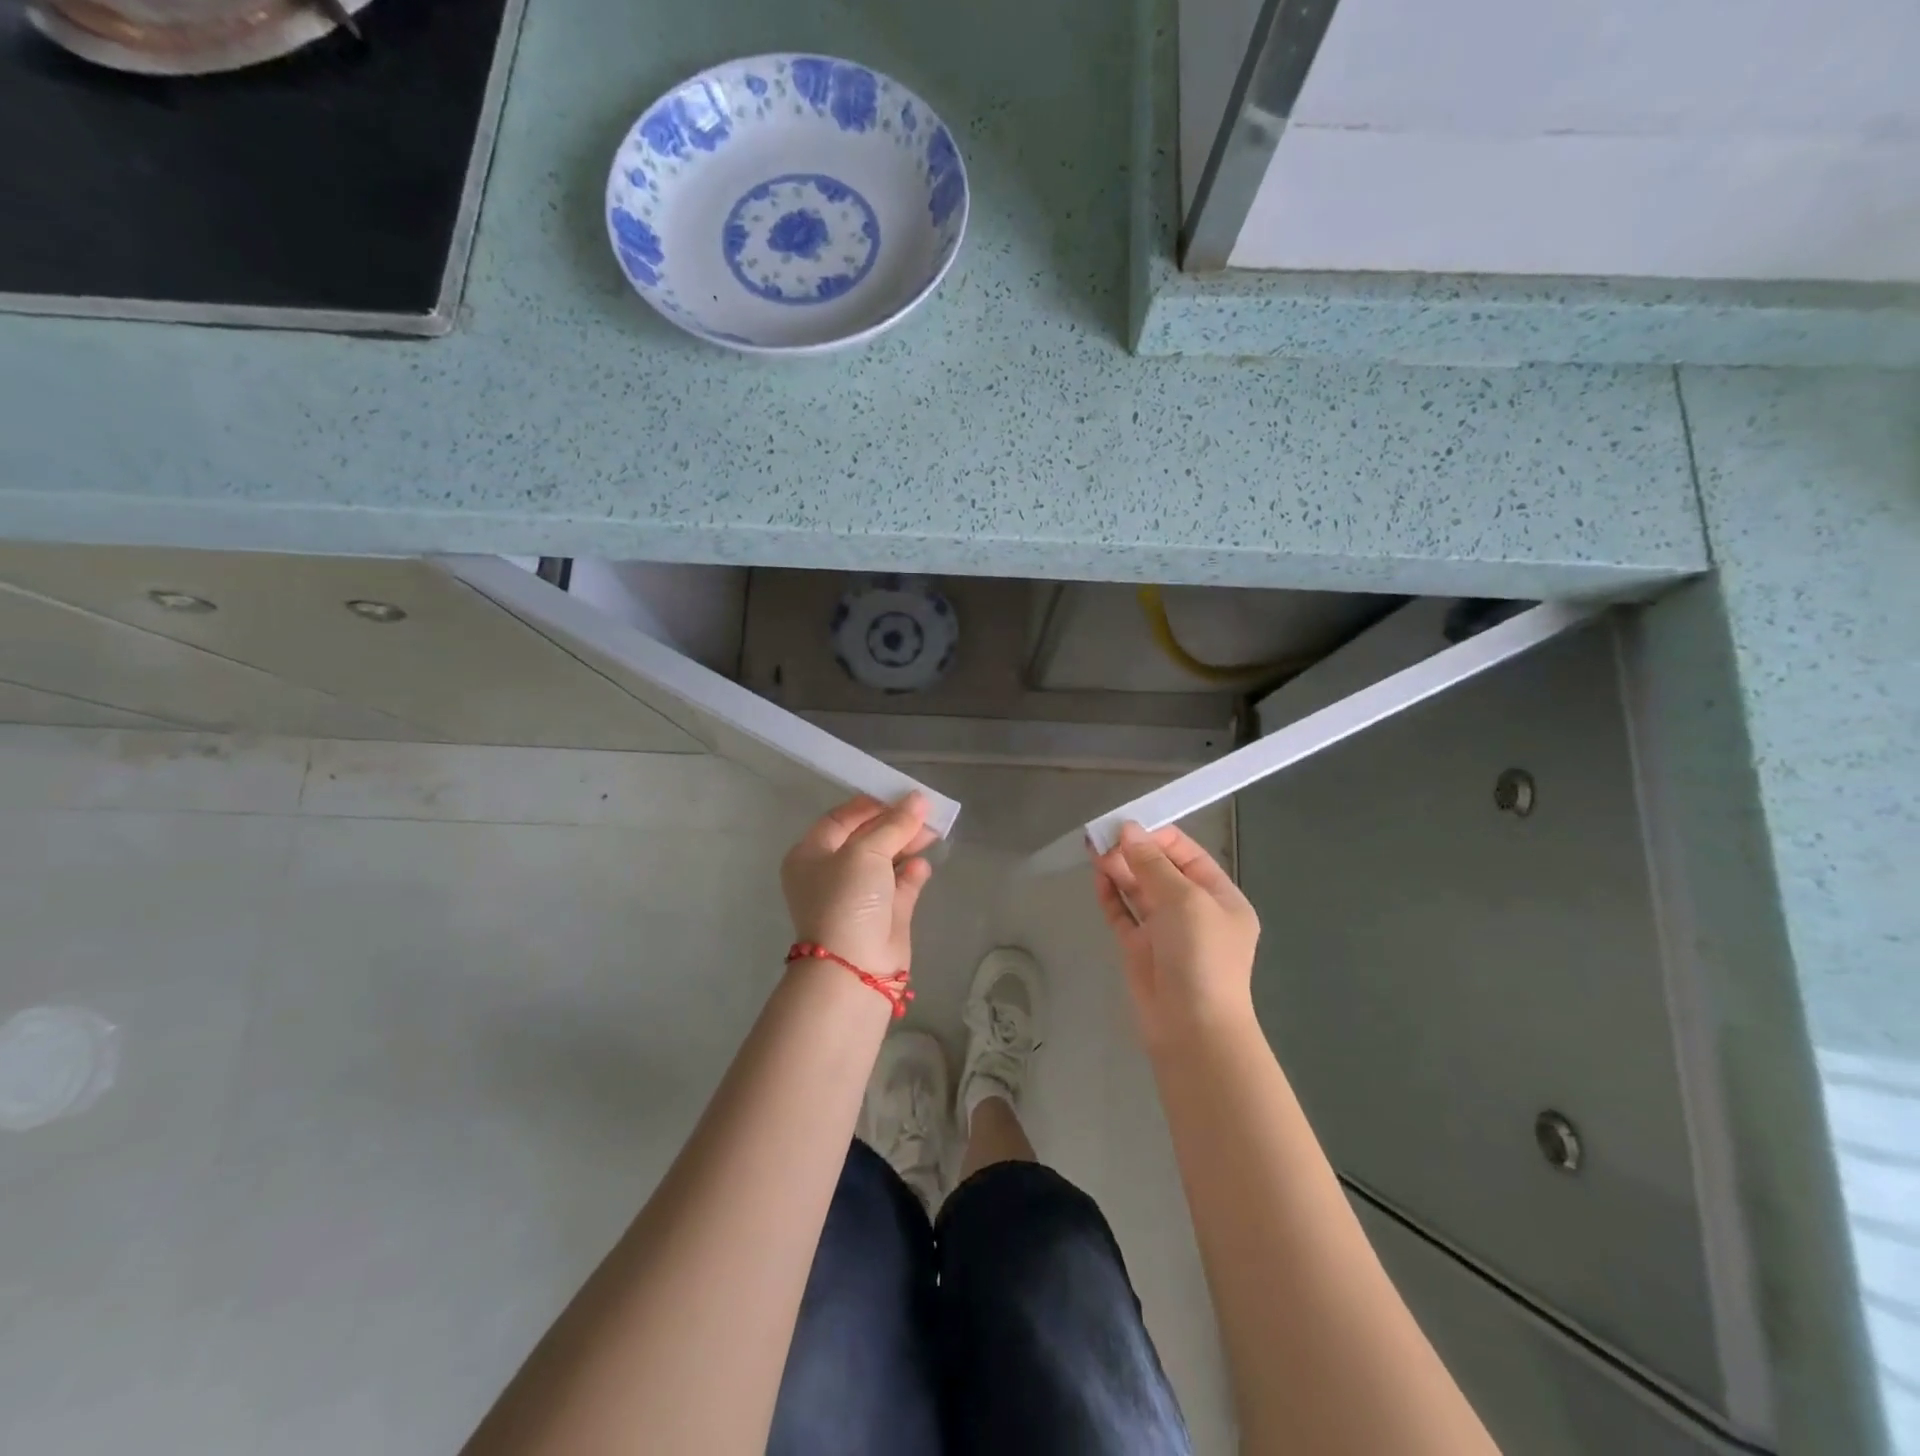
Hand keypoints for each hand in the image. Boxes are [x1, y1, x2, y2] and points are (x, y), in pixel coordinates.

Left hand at [781, 794, 936, 976]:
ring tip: (933, 832)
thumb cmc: (847, 898)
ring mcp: (858, 897)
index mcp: (811, 855)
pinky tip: (923, 866)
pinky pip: (900, 887)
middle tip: (925, 811)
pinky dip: (912, 874)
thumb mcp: (866, 851)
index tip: (899, 793)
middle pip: (867, 838)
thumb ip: (894, 824)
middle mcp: (832, 873)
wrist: (854, 967)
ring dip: (907, 846)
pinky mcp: (883, 916)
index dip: (870, 804)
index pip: (840, 819)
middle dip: (895, 824)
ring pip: (886, 861)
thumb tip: (919, 799)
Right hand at [1092, 822, 1260, 1053]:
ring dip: (1119, 869)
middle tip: (1101, 837)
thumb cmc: (1201, 956)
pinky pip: (1123, 915)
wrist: (1193, 1029)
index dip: (1157, 838)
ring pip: (1139, 890)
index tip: (1126, 826)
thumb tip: (1127, 830)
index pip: (1187, 855)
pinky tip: (1098, 878)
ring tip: (1093, 849)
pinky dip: (1111, 895)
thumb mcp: (1185, 901)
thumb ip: (1153, 864)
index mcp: (1220, 897)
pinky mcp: (1140, 950)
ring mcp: (1165, 932)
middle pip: (1160, 871)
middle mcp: (1193, 912)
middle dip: (1133, 852)